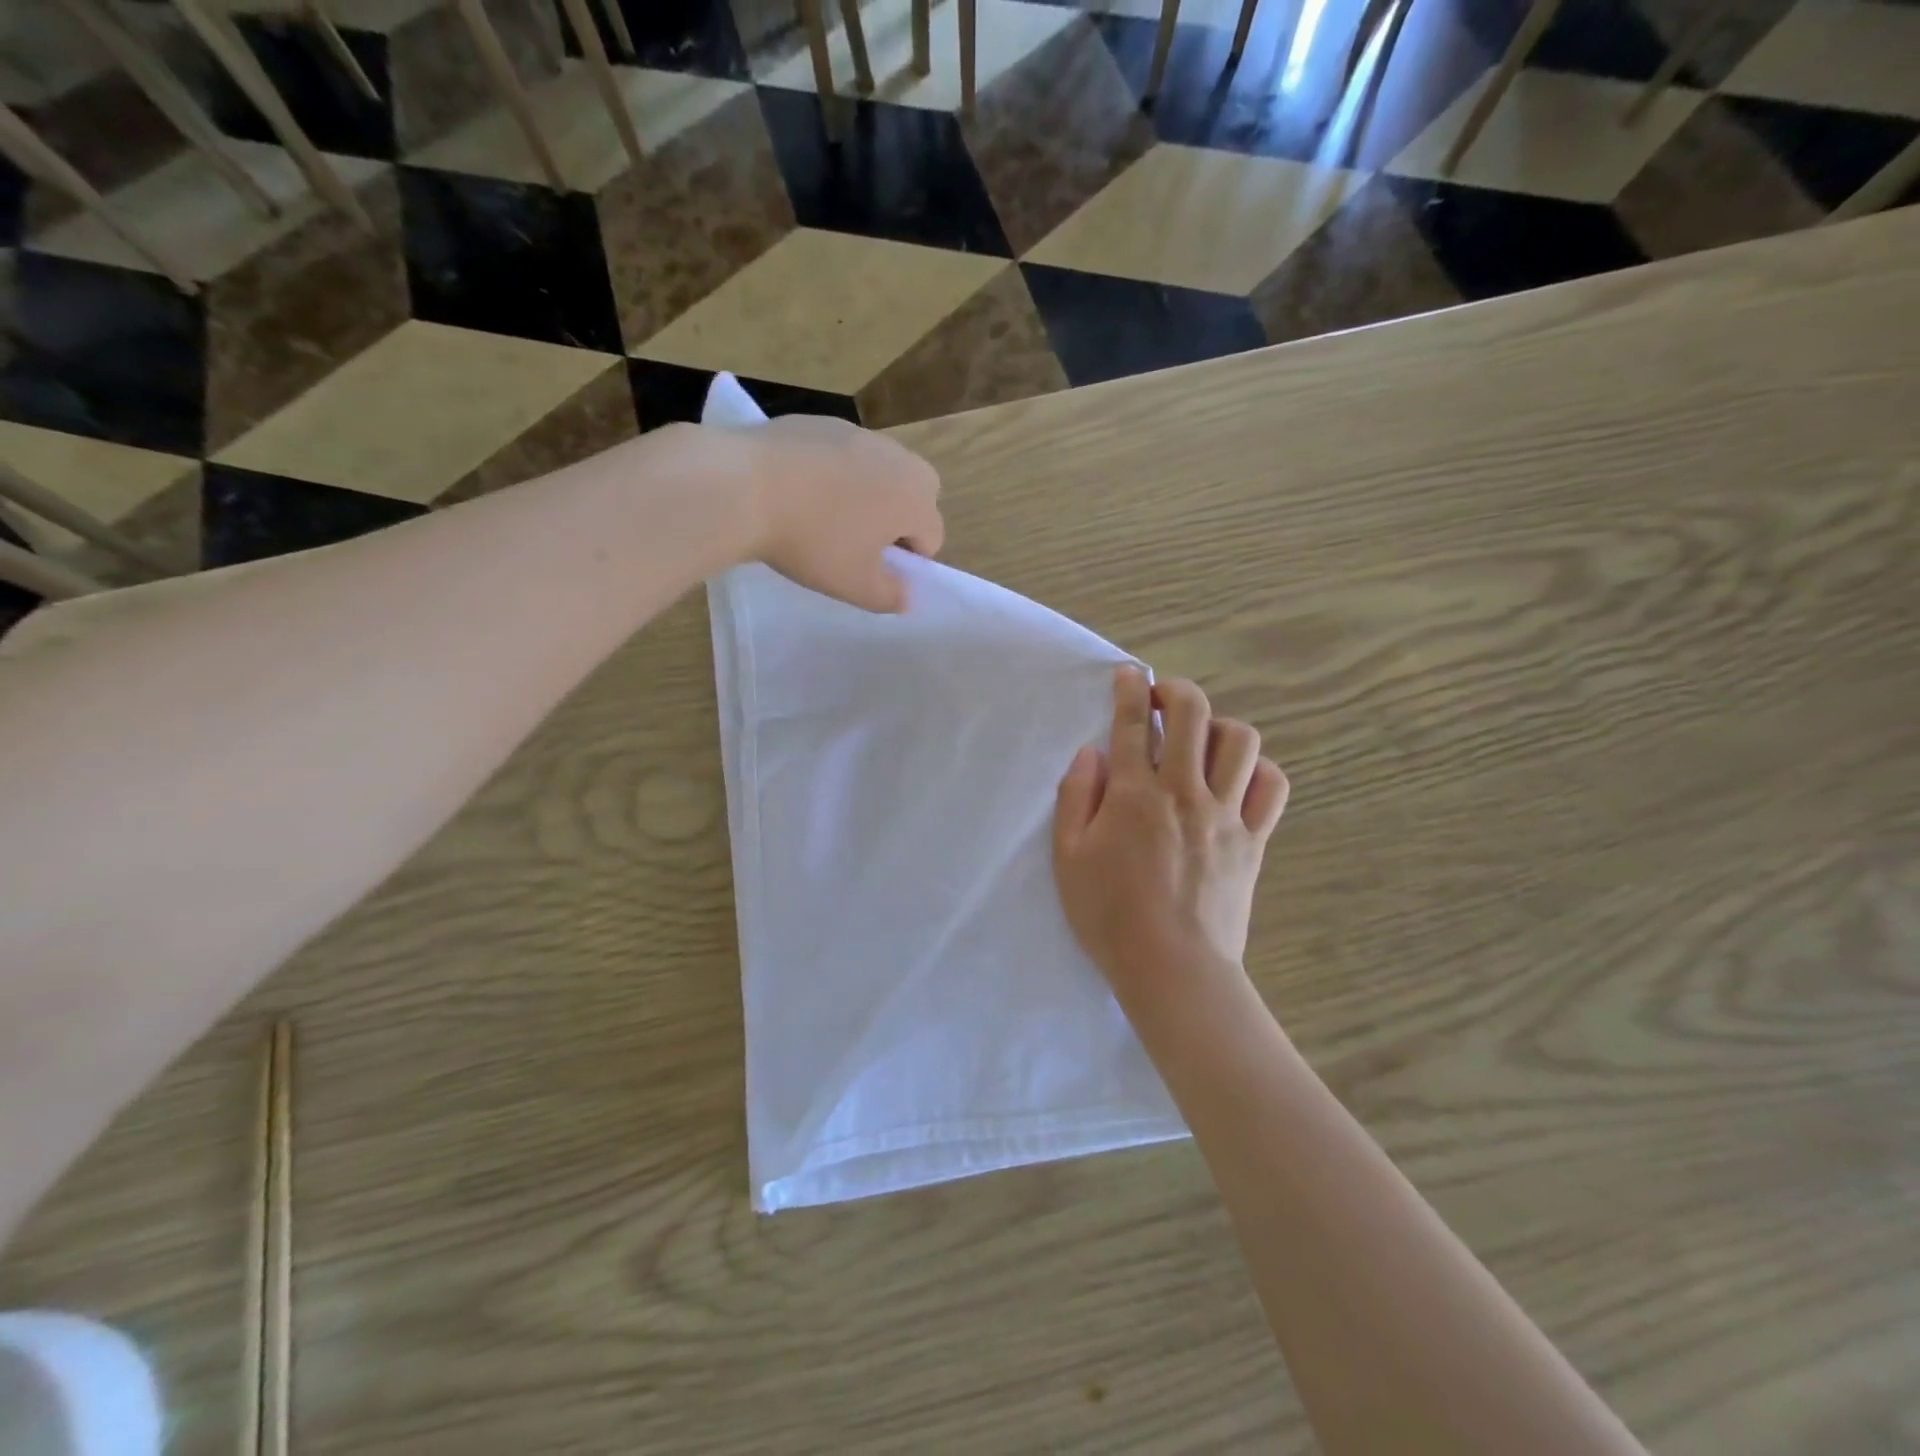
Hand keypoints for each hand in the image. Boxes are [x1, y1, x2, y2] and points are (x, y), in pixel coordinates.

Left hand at [736, 415, 943, 611]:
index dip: (908, 562)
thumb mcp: (855, 586)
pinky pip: (843, 455)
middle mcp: (898, 458)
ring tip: (824, 515)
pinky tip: (799, 491)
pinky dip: (834, 473)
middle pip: (915, 495)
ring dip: (867, 494)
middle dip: (898, 519)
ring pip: (879, 472)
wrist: (744, 486)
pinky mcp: (823, 422)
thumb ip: (890, 596)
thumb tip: (905, 595)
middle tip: (857, 542)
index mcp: (915, 498)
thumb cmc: (813, 542)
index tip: (873, 571)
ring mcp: (859, 434)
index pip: (931, 536)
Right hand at [1052, 667, 1288, 1007]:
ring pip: (1240, 741)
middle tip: (1163, 697)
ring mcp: (1226, 814)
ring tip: (1200, 740)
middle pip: (1193, 714)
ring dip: (1219, 726)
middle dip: (1177, 691)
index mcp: (1135, 795)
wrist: (1173, 968)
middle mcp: (1185, 791)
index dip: (1130, 690)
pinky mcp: (1254, 839)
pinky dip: (1258, 769)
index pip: (1133, 724)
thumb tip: (1092, 754)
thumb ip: (1075, 797)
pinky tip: (1237, 776)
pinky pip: (1272, 786)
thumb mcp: (1068, 858)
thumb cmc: (1109, 915)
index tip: (1128, 674)